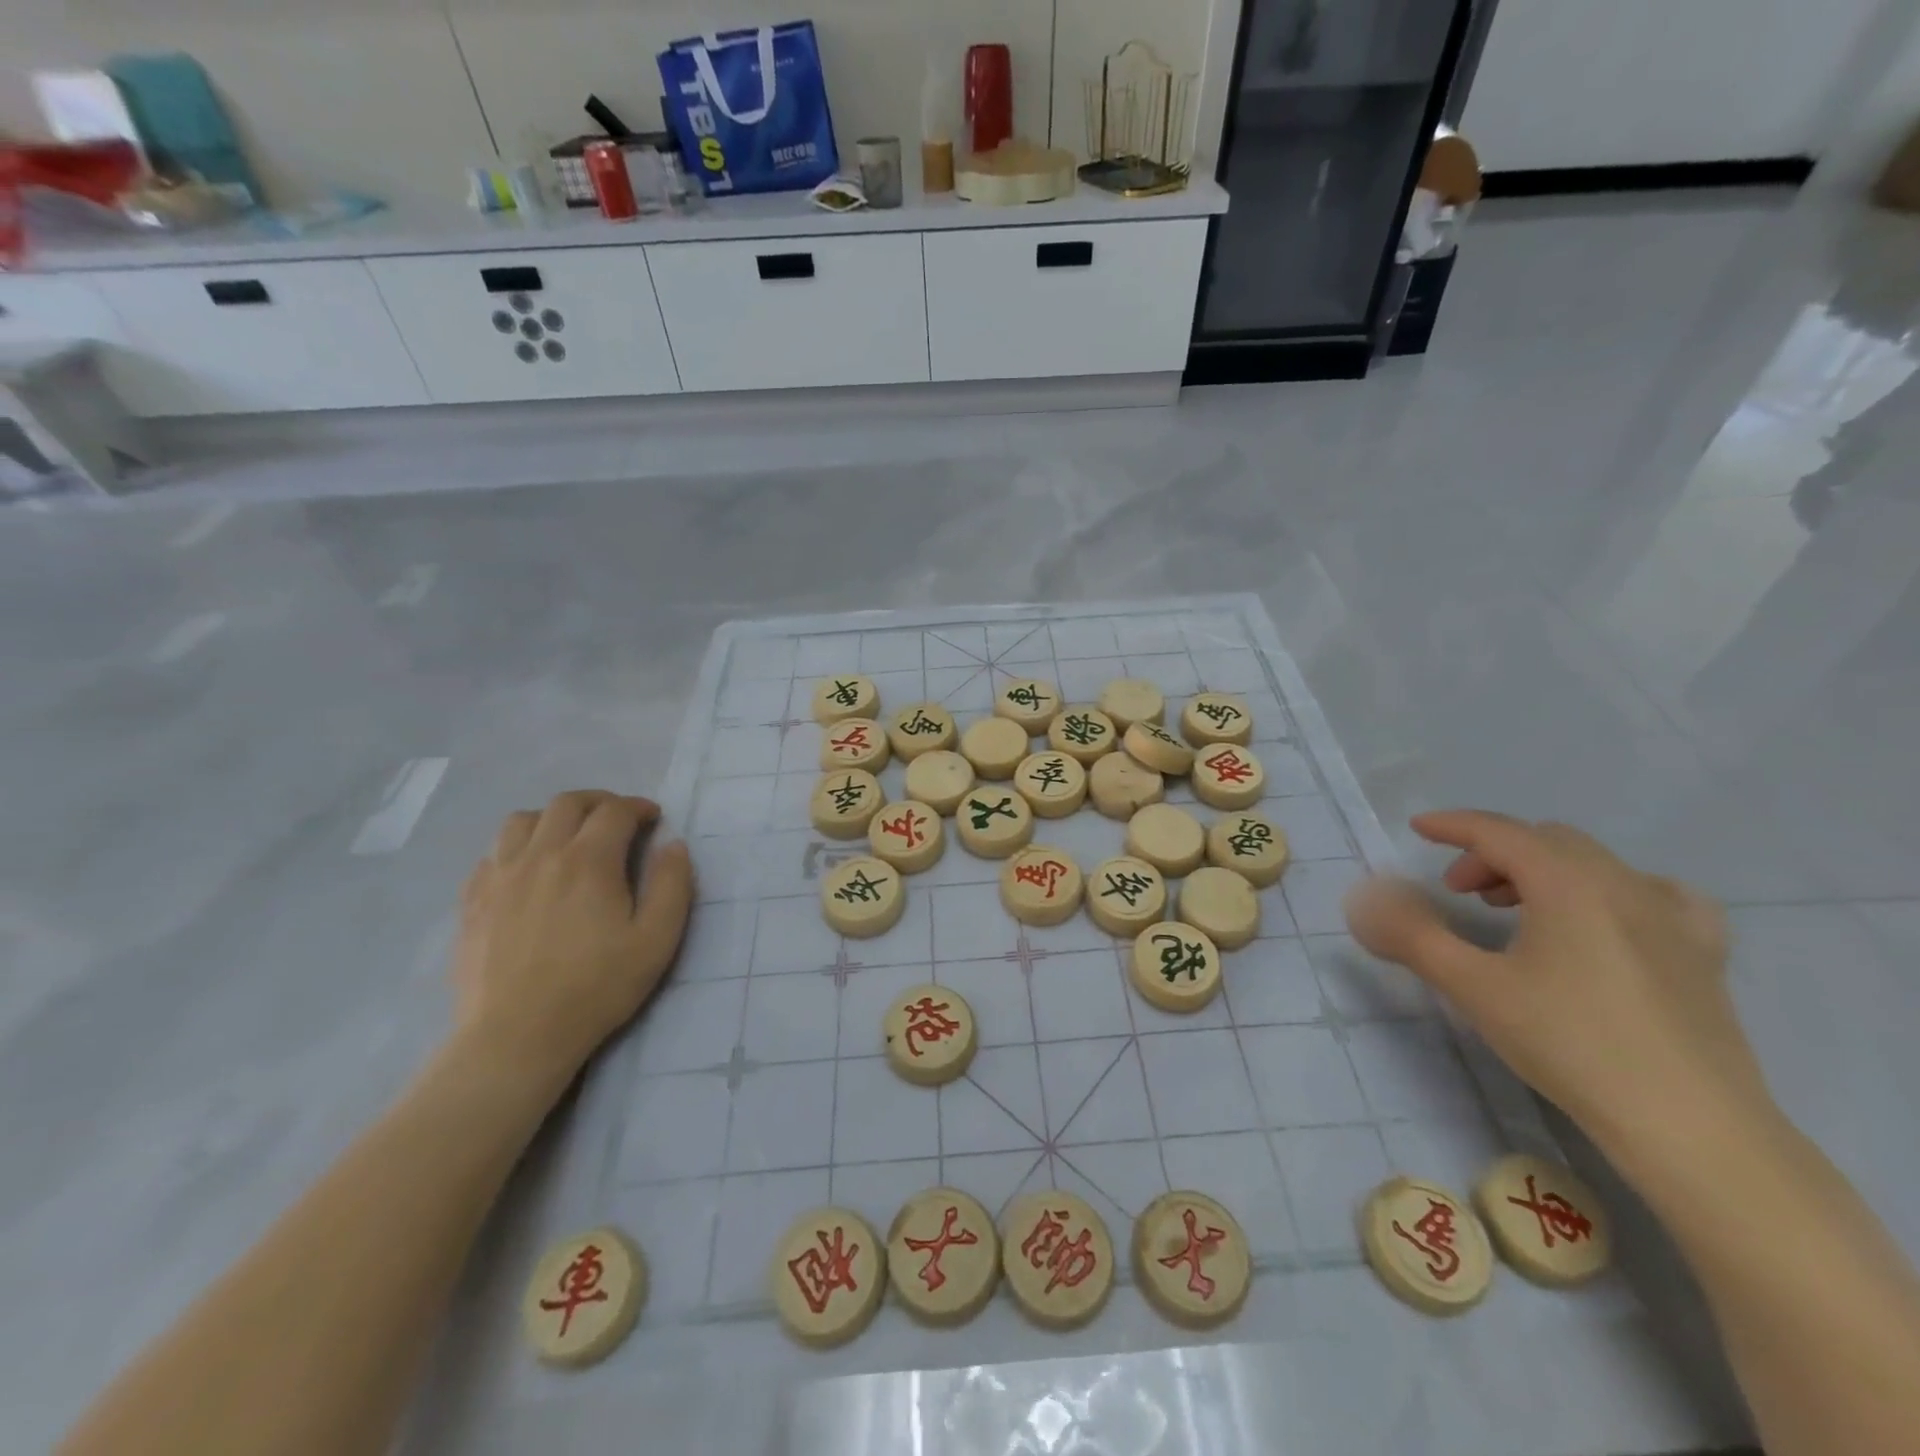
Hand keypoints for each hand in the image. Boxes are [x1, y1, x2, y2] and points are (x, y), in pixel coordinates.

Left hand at [451, 792, 693, 1092]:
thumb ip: (672, 885)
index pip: (615, 811)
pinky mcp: (473, 901)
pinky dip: (516, 847)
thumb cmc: (596, 987)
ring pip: (522, 820)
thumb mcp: (657, 940)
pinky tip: (529, 870)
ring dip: (553, 817)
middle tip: (618, 819)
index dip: (638, 807)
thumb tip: (673, 845)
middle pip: (567, 803)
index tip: (653, 819)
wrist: (518, 1036)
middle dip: (599, 802)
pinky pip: (491, 853)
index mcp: (588, 861)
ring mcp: (500, 876)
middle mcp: (541, 855)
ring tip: (570, 837)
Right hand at [1343, 810, 1770, 1160]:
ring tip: (1515, 909)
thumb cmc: (1570, 1044)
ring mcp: (1673, 917)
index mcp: (1569, 883)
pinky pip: (1653, 893)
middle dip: (1493, 853)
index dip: (1454, 825)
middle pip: (1545, 841)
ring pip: (1594, 864)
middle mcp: (1624, 884)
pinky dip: (1611, 890)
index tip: (1418, 828)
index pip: (1500, 832)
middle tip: (1458, 891)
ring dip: (1543, 869)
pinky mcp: (1703, 952)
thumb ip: (1412, 934)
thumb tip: (1366, 899)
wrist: (1690, 1126)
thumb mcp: (1472, 986)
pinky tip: (1607, 920)